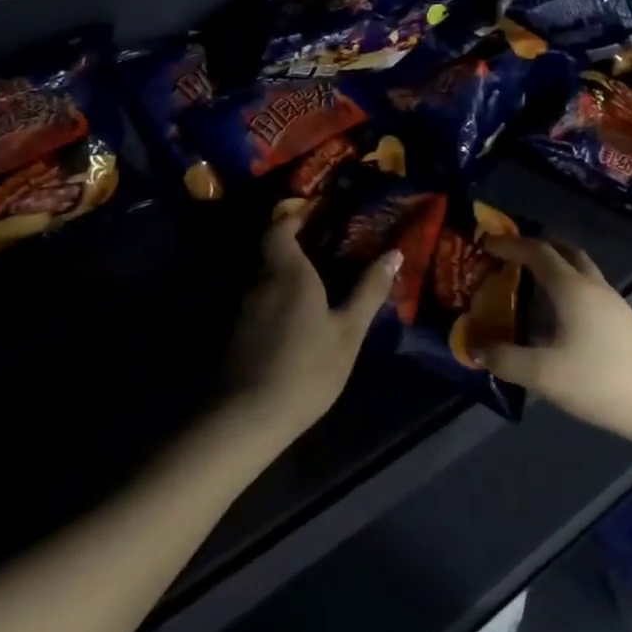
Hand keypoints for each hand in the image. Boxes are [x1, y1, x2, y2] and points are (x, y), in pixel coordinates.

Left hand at [225, 214, 401, 440]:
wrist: (247, 417)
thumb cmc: (307, 367)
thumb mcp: (348, 331)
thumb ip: (369, 291)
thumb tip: (394, 253)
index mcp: (288, 271)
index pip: (280, 227)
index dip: (295, 217)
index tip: (319, 214)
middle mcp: (260, 281)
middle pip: (272, 251)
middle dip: (296, 245)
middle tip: (328, 247)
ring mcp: (244, 309)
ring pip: (265, 278)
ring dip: (287, 274)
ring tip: (318, 282)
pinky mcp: (237, 334)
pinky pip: (260, 301)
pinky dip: (277, 299)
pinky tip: (297, 317)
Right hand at [473, 237, 631, 452]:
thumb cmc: (602, 383)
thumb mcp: (544, 375)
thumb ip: (505, 359)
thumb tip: (474, 346)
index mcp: (572, 288)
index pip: (537, 252)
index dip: (510, 244)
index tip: (485, 244)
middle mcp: (593, 286)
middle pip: (563, 251)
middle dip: (535, 247)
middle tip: (508, 257)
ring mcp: (613, 304)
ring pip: (579, 271)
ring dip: (553, 268)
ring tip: (527, 286)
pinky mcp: (623, 322)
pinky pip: (587, 291)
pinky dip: (566, 289)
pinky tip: (555, 318)